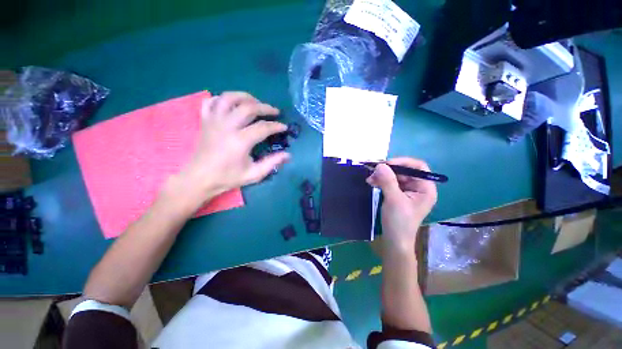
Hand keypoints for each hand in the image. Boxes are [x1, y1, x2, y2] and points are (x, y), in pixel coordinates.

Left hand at [164, 92, 289, 213]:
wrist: (200, 179)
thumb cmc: (228, 177)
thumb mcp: (254, 174)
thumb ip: (272, 163)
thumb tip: (288, 155)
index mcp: (240, 141)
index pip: (263, 127)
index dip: (276, 126)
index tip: (284, 127)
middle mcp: (226, 126)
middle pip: (248, 107)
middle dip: (265, 107)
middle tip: (274, 111)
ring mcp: (213, 121)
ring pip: (229, 98)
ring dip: (244, 97)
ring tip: (255, 102)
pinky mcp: (205, 121)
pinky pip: (211, 102)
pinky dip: (221, 99)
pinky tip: (231, 104)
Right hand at [366, 158, 436, 253]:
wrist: (394, 241)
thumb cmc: (399, 222)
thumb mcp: (394, 200)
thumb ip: (388, 181)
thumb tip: (380, 164)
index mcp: (425, 188)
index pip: (418, 167)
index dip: (403, 162)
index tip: (386, 164)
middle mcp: (418, 187)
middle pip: (404, 170)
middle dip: (388, 170)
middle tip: (373, 172)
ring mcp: (408, 191)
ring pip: (395, 176)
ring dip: (382, 176)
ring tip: (370, 179)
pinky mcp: (398, 195)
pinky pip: (390, 182)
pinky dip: (381, 181)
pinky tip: (372, 183)